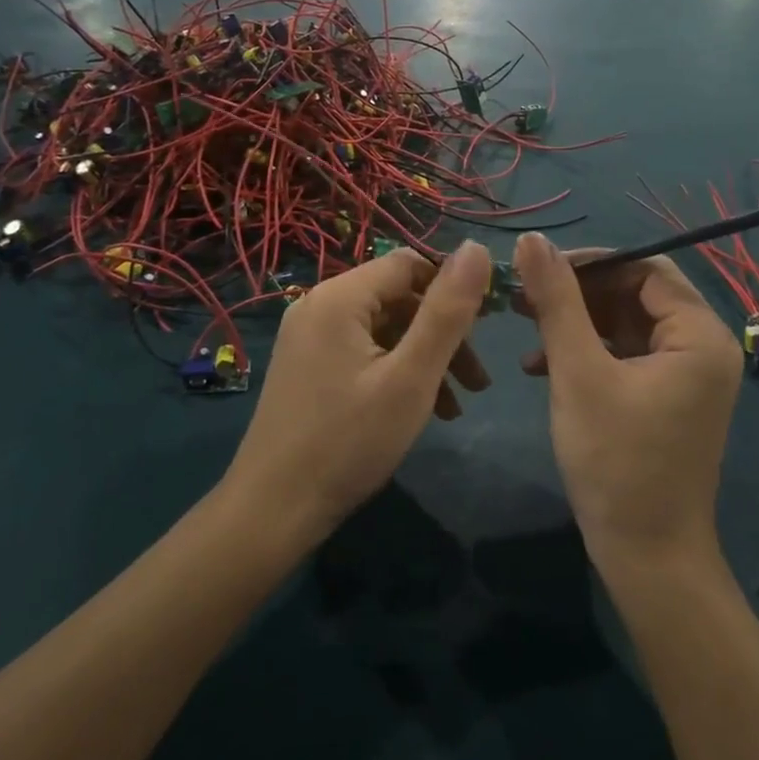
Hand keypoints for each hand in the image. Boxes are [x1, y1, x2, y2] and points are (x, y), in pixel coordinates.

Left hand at [223, 243, 492, 547]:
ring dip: (425, 356)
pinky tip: (425, 411)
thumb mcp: (411, 377)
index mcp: (340, 296)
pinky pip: (363, 351)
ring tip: (461, 402)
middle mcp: (320, 304)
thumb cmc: (348, 442)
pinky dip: (396, 370)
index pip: (410, 264)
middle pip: (398, 297)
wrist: (271, 512)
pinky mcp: (307, 366)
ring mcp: (309, 337)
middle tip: (478, 378)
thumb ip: (447, 312)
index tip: (487, 326)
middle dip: (443, 332)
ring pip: (384, 328)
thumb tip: (476, 248)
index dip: (453, 287)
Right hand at [514, 235, 741, 571]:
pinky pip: (624, 354)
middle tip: (523, 297)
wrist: (646, 558)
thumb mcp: (578, 372)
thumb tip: (532, 239)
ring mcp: (684, 375)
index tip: (537, 270)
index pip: (645, 268)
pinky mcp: (665, 397)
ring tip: (524, 326)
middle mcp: (702, 346)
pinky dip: (586, 352)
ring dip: (575, 322)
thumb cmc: (616, 461)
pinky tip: (539, 365)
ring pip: (624, 323)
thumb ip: (557, 301)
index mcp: (699, 334)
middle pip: (634, 293)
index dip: (590, 262)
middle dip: (577, 293)